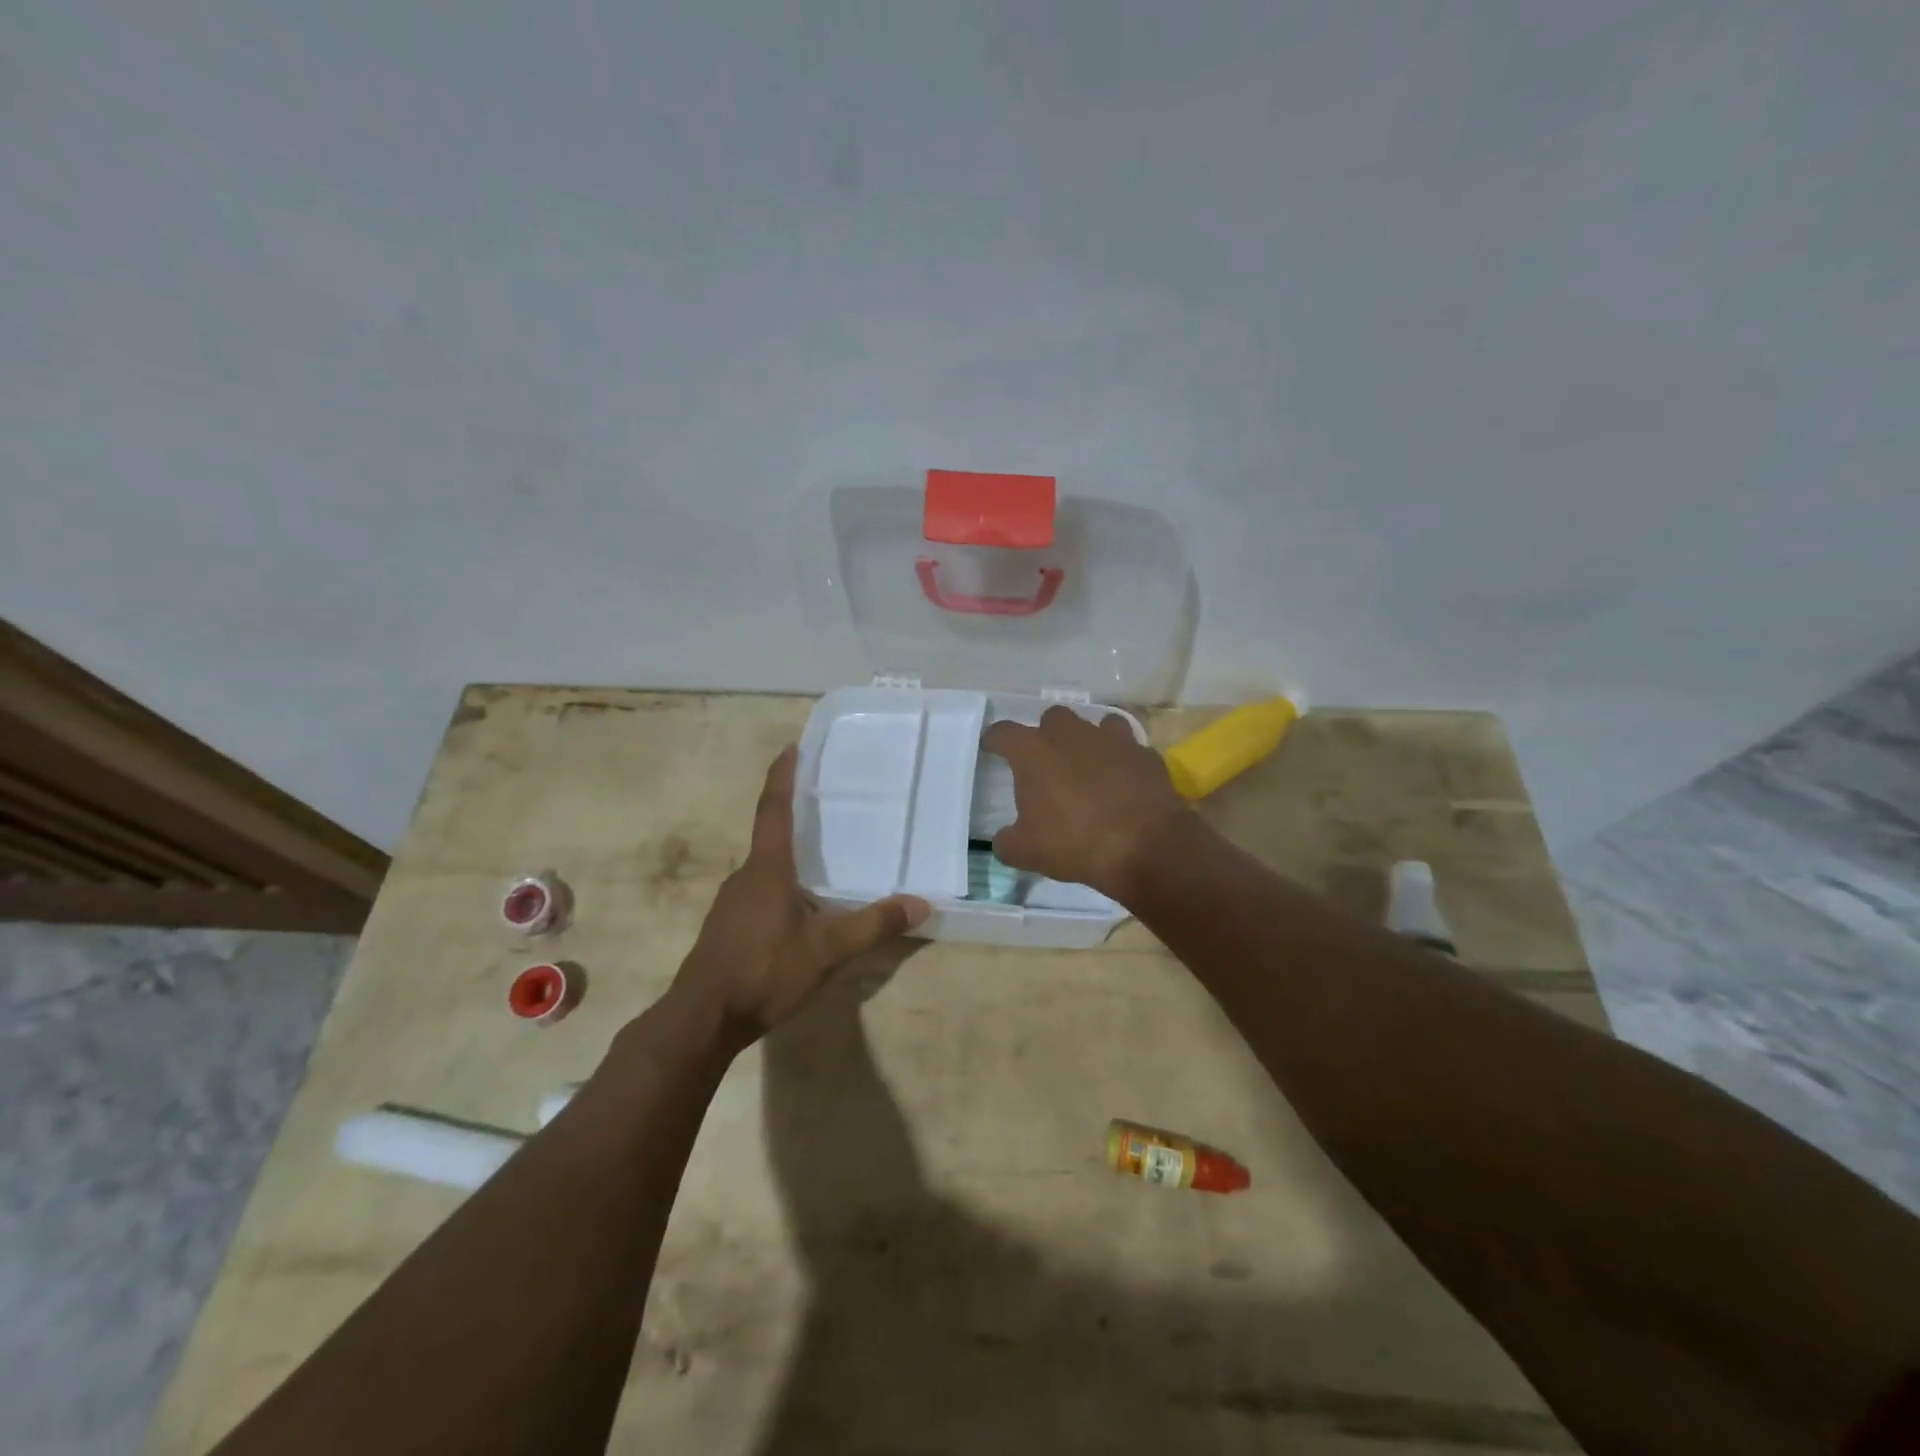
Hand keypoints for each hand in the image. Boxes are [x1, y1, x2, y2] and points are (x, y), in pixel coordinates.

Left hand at [670, 746, 928, 1042]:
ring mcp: (731, 904)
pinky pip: (759, 895)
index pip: (774, 808)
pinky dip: (782, 889)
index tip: (791, 746)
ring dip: (790, 860)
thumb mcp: (827, 949)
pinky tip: (801, 913)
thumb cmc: (764, 970)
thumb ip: (874, 925)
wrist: (701, 1019)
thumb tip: (921, 904)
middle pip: (771, 837)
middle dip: (796, 820)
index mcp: (767, 868)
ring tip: (824, 864)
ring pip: (766, 870)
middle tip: (828, 809)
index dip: (783, 776)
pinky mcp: (727, 928)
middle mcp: (745, 877)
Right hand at [981, 706, 1190, 902]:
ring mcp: (1112, 739)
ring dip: (1088, 741)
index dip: (994, 740)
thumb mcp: (1027, 852)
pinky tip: (1123, 782)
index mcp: (1034, 751)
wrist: (1146, 845)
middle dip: (1046, 735)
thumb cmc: (1075, 842)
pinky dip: (1122, 761)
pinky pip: (1128, 749)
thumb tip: (1004, 839)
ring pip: (1095, 725)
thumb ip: (1007, 841)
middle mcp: (1071, 735)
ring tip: (1088, 768)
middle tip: (1047, 763)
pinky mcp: (1144, 753)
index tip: (992, 748)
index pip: (1003, 732)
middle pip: (1052, 718)